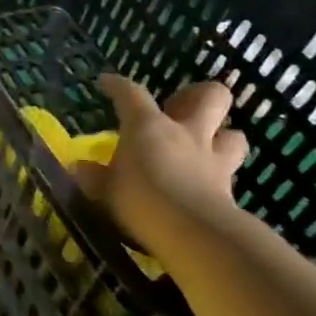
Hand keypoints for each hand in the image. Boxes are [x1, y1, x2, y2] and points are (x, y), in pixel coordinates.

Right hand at [74, 74, 248, 252]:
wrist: (194, 232)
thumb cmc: (140, 200)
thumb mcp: (104, 189)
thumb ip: (94, 176)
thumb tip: (81, 167)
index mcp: (148, 126)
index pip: (131, 93)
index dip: (118, 85)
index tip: (107, 82)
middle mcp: (186, 133)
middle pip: (210, 96)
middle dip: (197, 95)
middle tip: (179, 108)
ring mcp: (213, 159)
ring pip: (233, 133)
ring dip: (221, 135)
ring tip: (204, 145)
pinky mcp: (230, 188)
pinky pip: (230, 171)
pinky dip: (219, 173)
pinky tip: (206, 183)